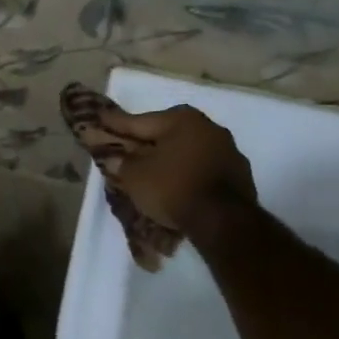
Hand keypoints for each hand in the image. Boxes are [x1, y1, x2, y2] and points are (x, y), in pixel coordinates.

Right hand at [102, 105, 257, 246]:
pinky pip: (201, 166)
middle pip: (166, 132)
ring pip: (186, 149)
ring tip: (151, 168)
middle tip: (126, 145)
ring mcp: (227, 149)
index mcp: (181, 119)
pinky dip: (186, 171)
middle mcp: (208, 126)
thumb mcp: (135, 175)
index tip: (100, 118)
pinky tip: (176, 183)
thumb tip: (114, 157)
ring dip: (169, 156)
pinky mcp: (238, 173)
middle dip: (146, 139)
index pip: (140, 121)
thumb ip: (122, 162)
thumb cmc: (172, 187)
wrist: (223, 219)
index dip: (116, 123)